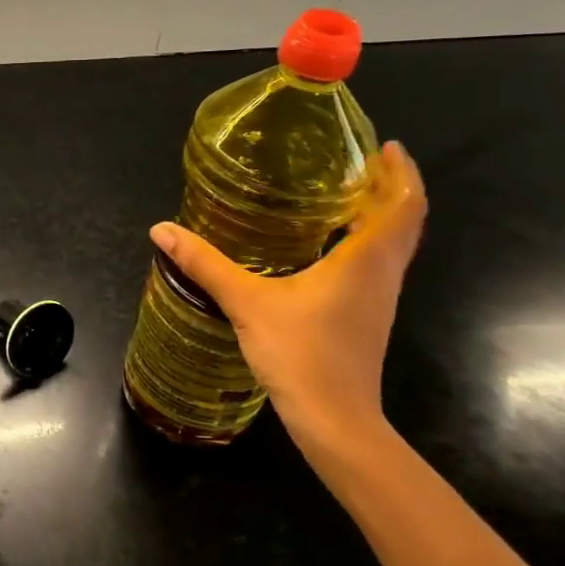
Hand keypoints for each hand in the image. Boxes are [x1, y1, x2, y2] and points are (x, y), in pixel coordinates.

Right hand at [151, 141, 426, 456]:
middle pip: (403, 220)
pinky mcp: (365, 316)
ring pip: (391, 244)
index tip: (384, 146)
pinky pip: (375, 264)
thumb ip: (205, 263)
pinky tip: (324, 245)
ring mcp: (377, 298)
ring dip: (377, 215)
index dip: (399, 172)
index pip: (403, 205)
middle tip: (355, 163)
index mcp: (366, 260)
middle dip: (388, 187)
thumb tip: (161, 229)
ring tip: (339, 194)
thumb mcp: (246, 302)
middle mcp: (381, 274)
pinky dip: (362, 241)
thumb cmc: (301, 354)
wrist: (334, 420)